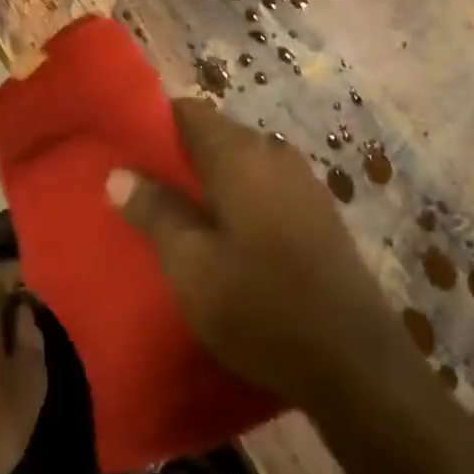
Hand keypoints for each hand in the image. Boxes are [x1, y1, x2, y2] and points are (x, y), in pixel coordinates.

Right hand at [106, 99, 400, 406]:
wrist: (355, 363)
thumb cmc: (261, 306)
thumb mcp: (191, 265)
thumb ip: (154, 211)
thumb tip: (118, 173)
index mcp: (241, 155)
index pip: (188, 111)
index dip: (152, 123)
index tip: (124, 151)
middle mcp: (275, 154)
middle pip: (214, 135)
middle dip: (176, 157)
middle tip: (140, 191)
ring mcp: (302, 183)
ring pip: (239, 164)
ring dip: (206, 182)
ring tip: (173, 217)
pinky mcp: (318, 213)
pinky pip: (263, 187)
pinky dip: (235, 199)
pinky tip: (221, 237)